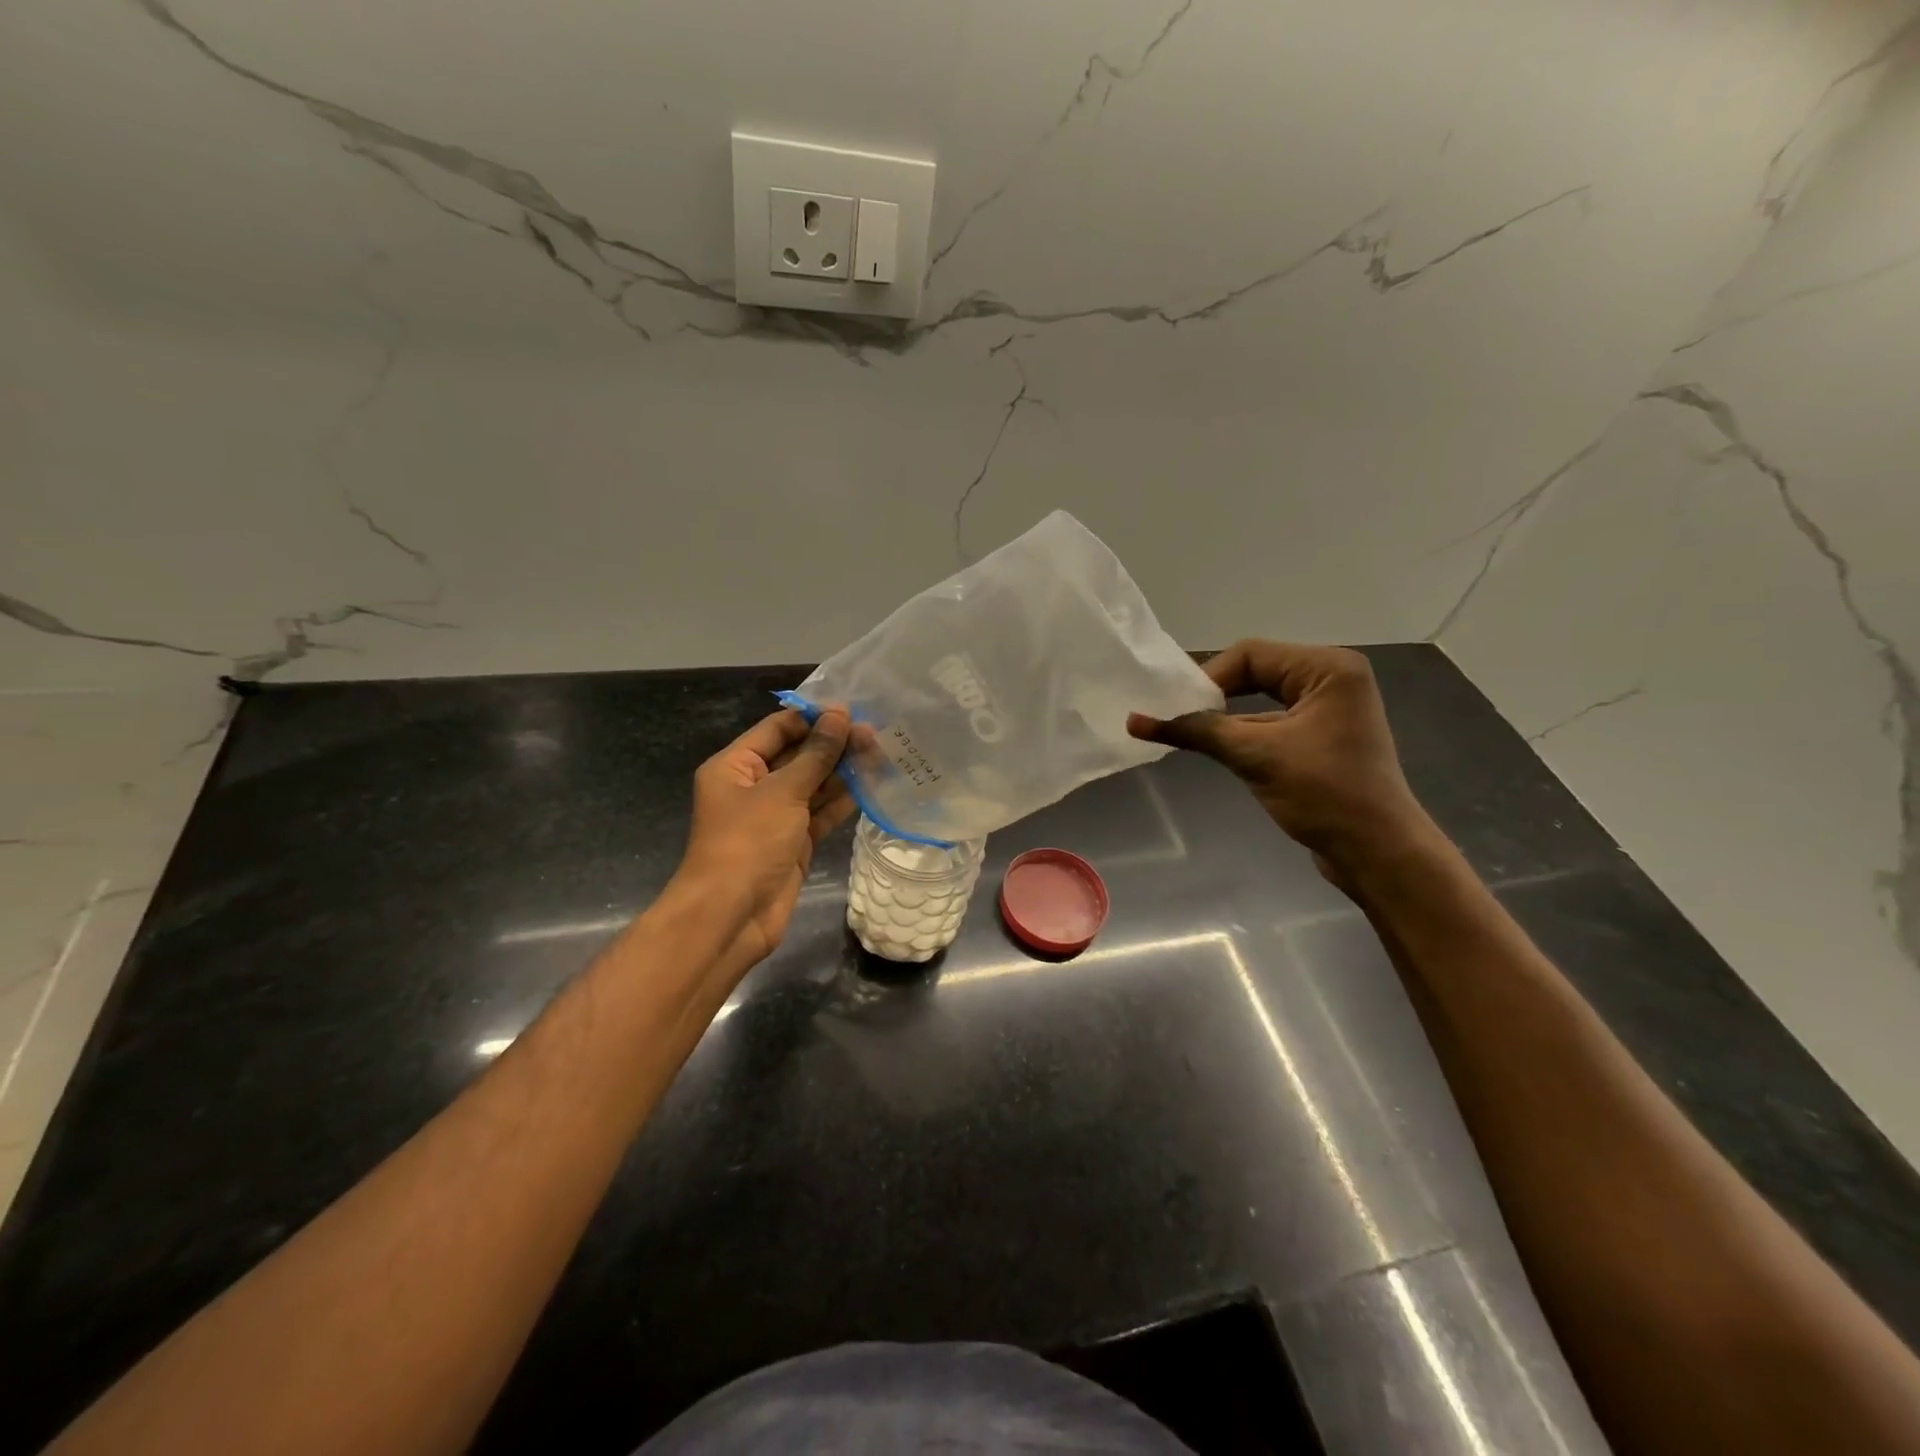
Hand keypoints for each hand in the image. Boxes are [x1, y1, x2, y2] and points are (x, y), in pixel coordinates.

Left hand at [674, 706, 855, 968]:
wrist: (731, 916)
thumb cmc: (748, 842)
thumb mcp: (783, 792)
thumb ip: (816, 754)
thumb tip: (841, 716)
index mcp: (735, 766)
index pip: (778, 728)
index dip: (813, 718)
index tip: (852, 710)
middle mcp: (754, 786)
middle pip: (797, 755)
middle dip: (833, 744)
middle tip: (874, 733)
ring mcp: (775, 816)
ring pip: (813, 785)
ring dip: (843, 771)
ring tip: (880, 753)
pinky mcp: (795, 842)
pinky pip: (821, 813)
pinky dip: (843, 801)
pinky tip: (871, 785)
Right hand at [1128, 640, 1434, 879]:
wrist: (1377, 852)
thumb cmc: (1324, 794)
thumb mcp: (1255, 756)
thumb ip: (1196, 731)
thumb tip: (1134, 720)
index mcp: (1327, 668)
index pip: (1251, 655)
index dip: (1208, 678)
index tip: (1175, 709)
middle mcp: (1332, 678)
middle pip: (1255, 671)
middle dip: (1214, 694)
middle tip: (1177, 718)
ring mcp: (1329, 708)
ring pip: (1261, 698)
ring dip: (1225, 717)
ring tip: (1186, 734)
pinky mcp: (1322, 737)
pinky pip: (1272, 722)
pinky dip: (1242, 732)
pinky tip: (1214, 747)